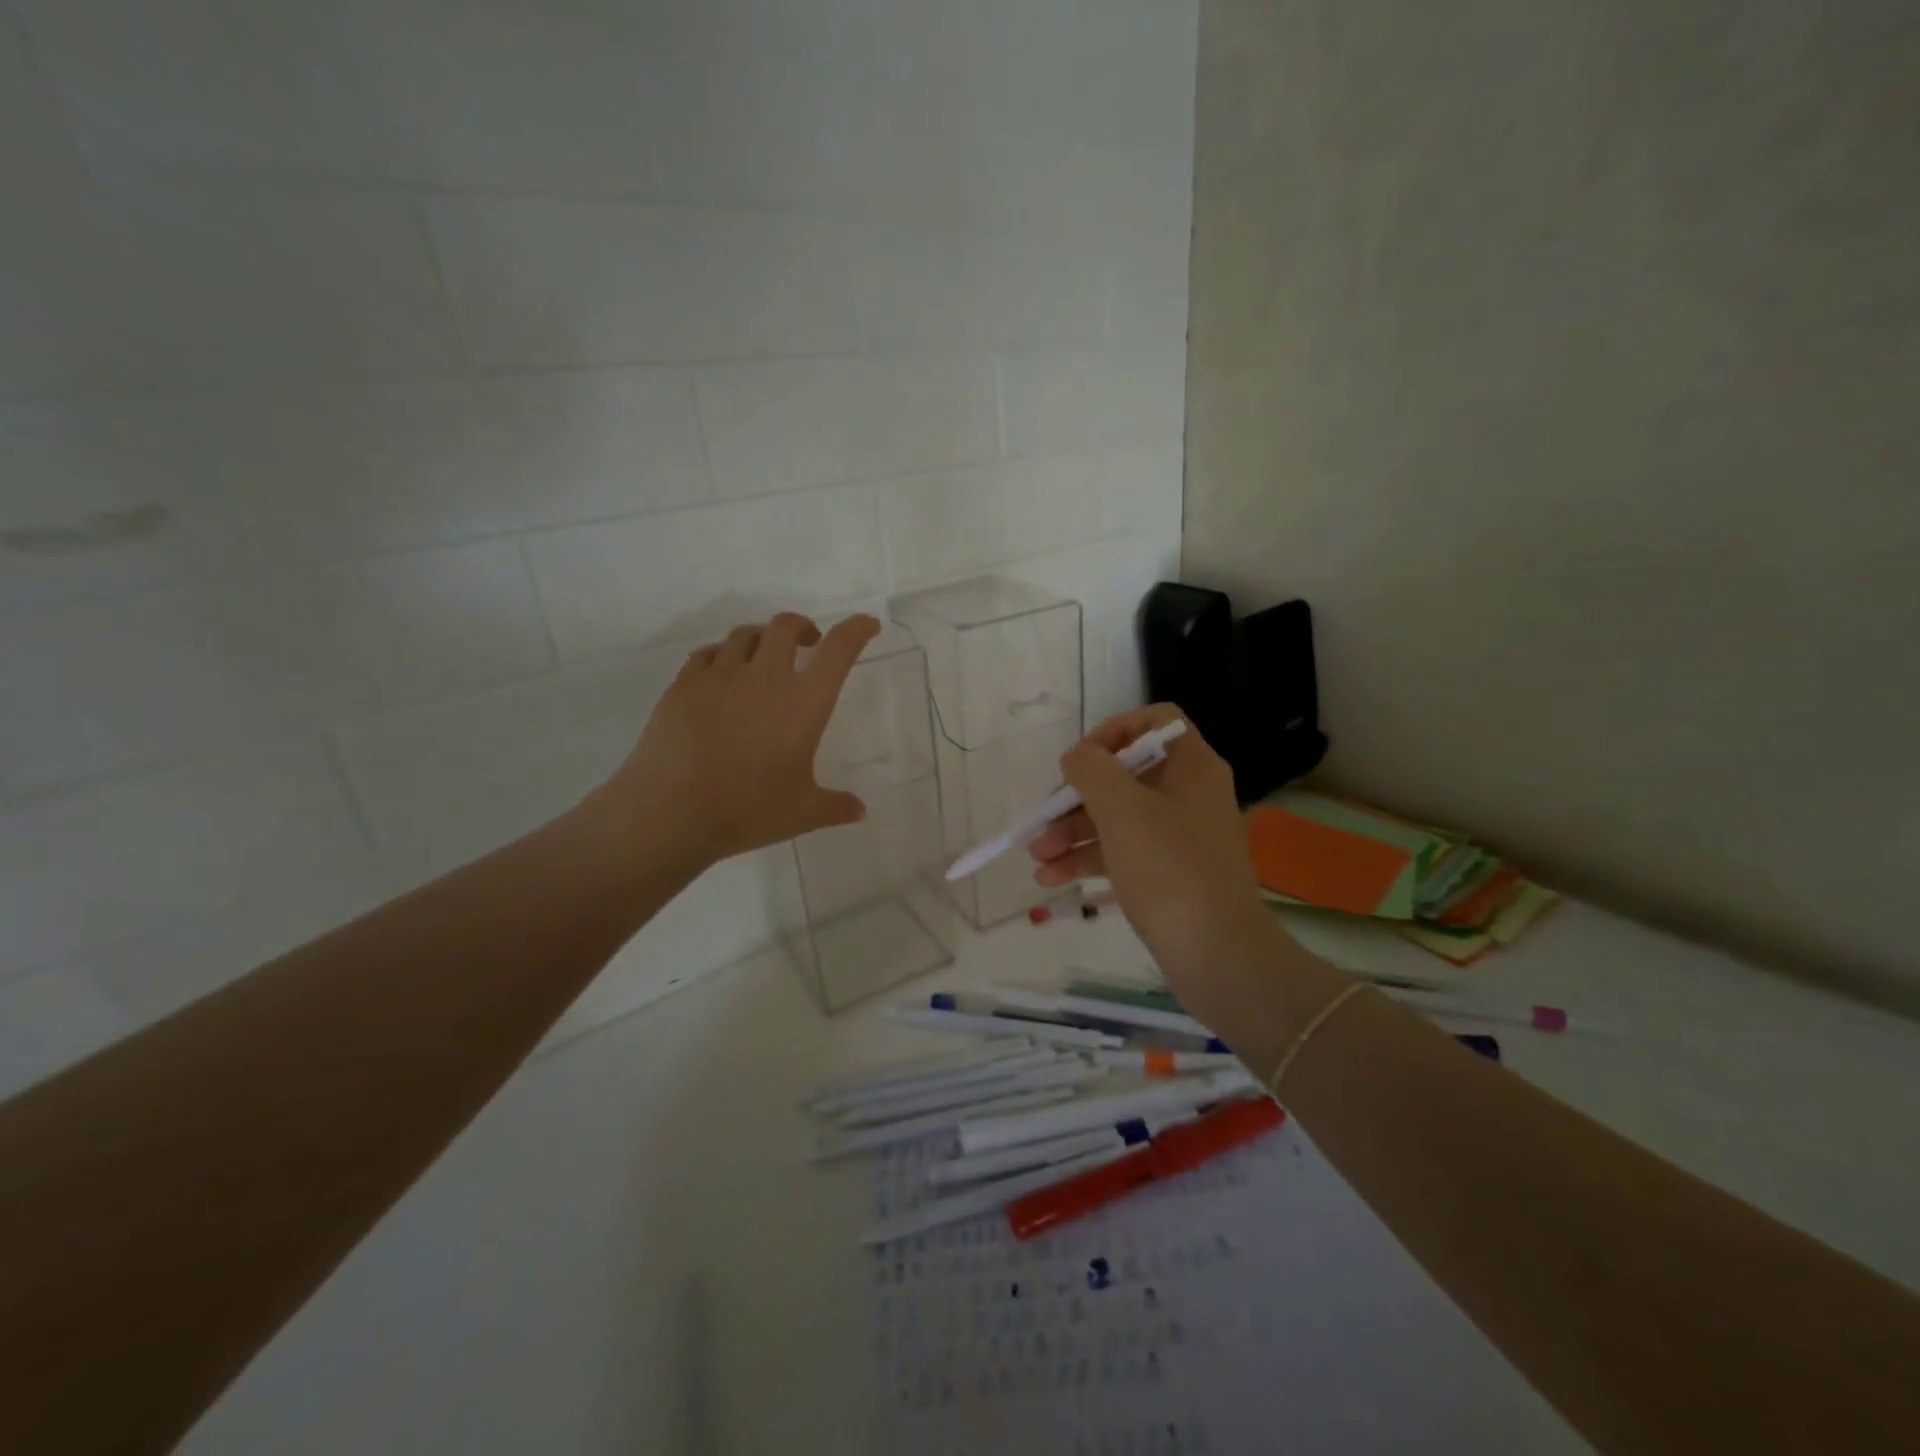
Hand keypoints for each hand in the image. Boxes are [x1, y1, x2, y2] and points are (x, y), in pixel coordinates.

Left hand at [584, 612, 880, 874]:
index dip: (856, 629)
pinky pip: (708, 653)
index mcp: (804, 702)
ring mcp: (720, 676)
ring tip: (764, 659)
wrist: (669, 812)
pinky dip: (723, 656)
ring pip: (745, 634)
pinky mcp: (683, 684)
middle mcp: (765, 677)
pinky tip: (722, 676)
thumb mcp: (801, 813)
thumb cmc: (746, 810)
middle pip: (786, 626)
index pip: (839, 649)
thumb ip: (835, 806)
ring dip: (763, 639)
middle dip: (803, 627)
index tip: (867, 625)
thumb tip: (859, 810)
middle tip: (808, 644)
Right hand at [1028, 705, 1278, 1000]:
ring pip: (1118, 818)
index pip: (1155, 722)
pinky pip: (1122, 853)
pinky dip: (1087, 860)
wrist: (1218, 956)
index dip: (1114, 731)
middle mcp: (1188, 796)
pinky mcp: (1167, 875)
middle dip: (1077, 796)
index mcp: (1192, 768)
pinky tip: (1050, 878)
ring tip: (1037, 855)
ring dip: (1073, 832)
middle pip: (1126, 775)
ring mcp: (1179, 838)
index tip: (1081, 759)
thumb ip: (1092, 770)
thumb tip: (1078, 757)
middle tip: (1044, 817)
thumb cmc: (1170, 870)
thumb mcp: (1122, 810)